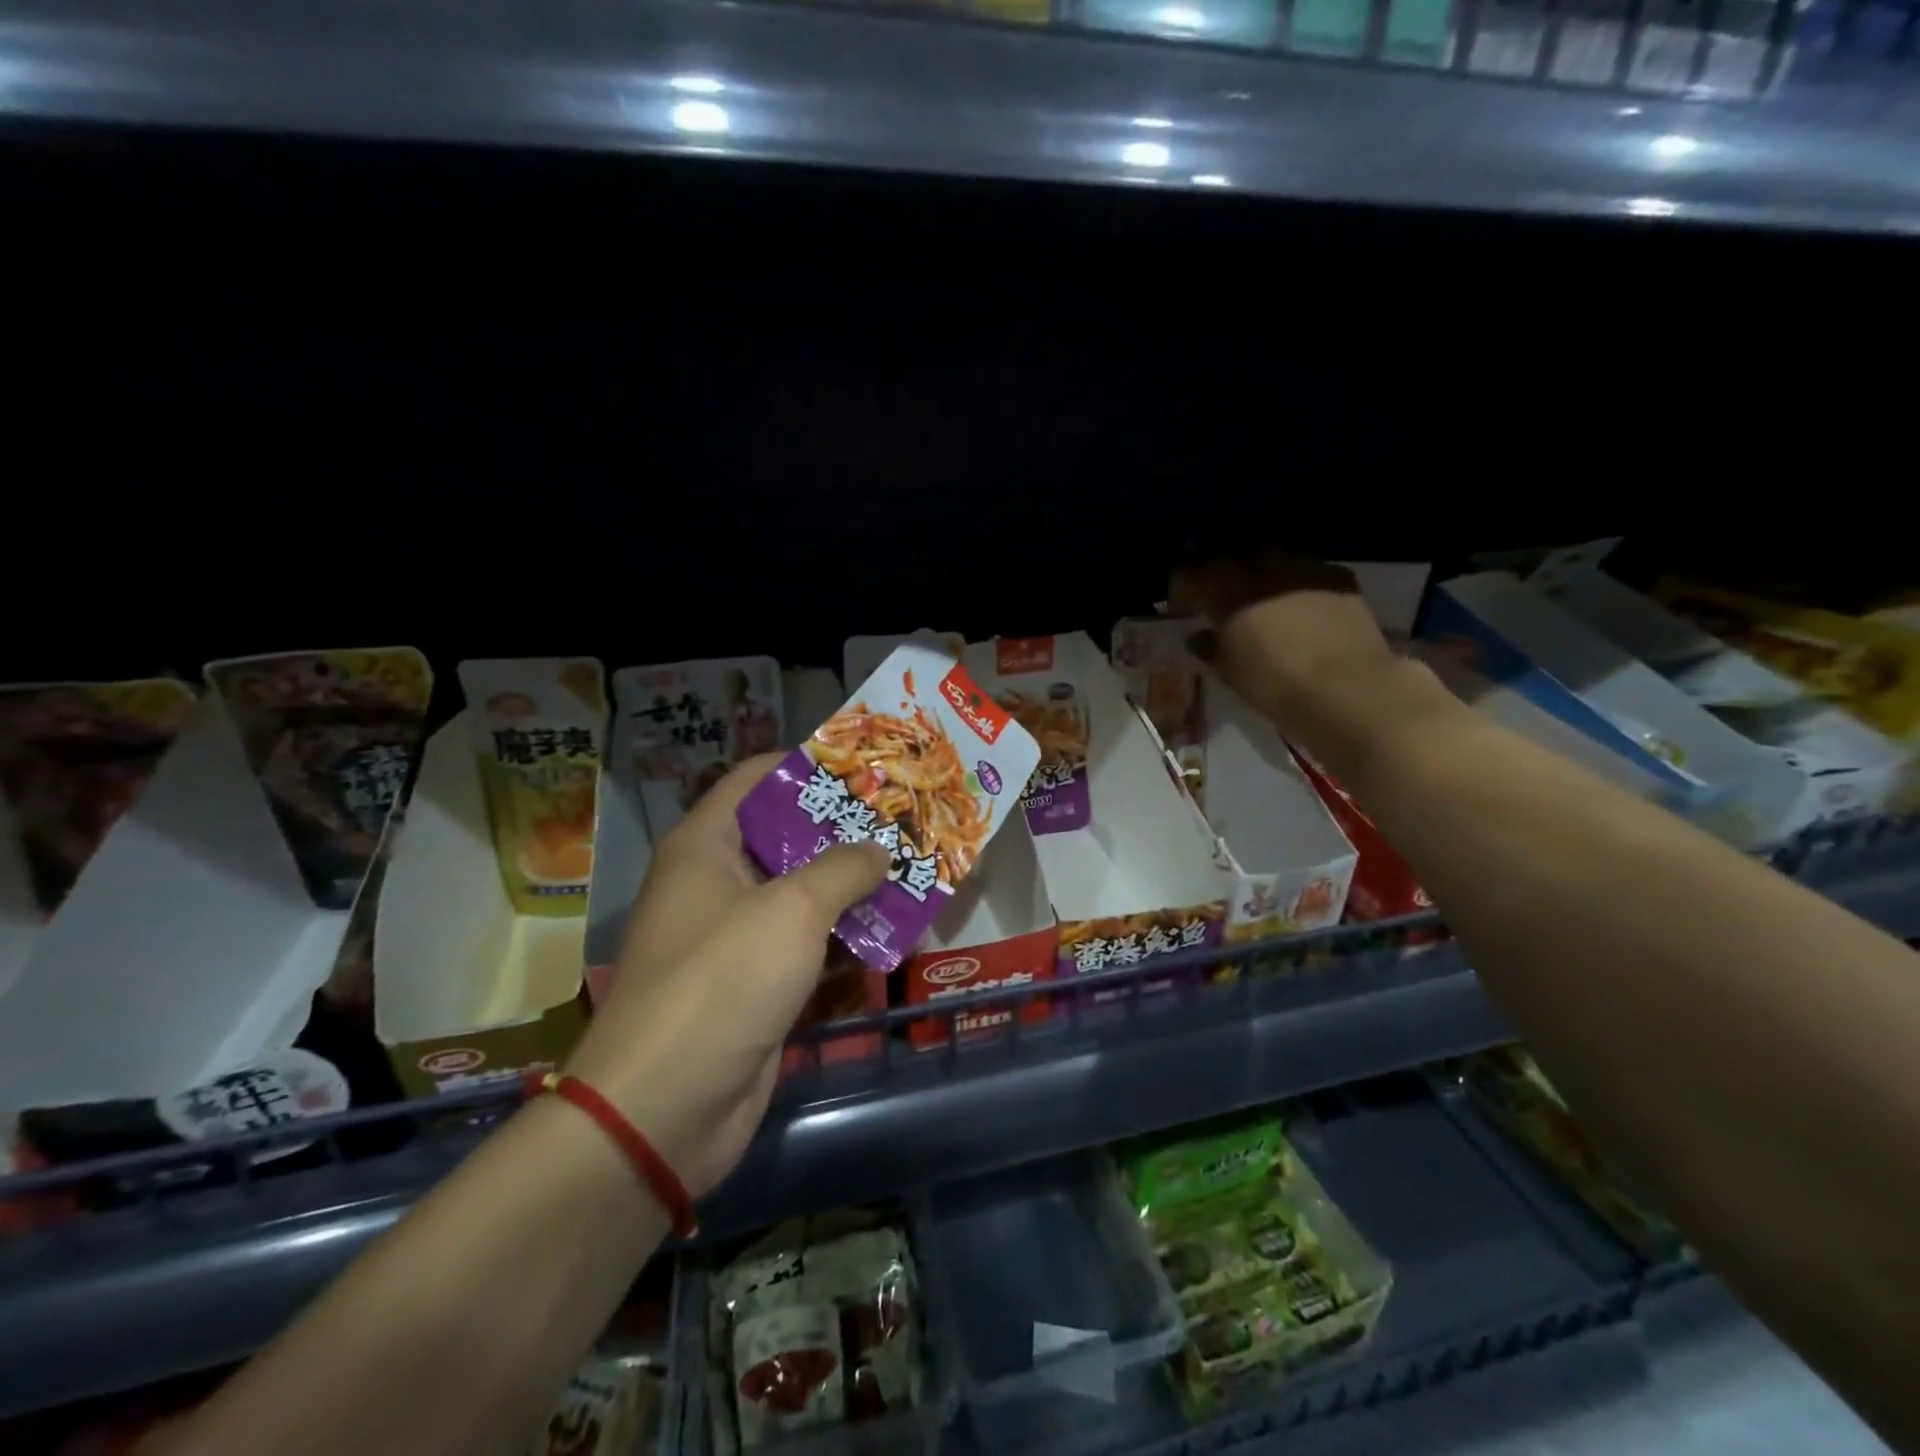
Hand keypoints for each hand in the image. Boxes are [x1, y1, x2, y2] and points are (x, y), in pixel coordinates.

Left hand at [564, 755, 888, 1198]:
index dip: (806, 765)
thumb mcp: (792, 910)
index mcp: (705, 846)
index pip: (754, 779)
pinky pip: (806, 946)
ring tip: (913, 870)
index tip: (864, 767)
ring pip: (801, 895)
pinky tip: (894, 933)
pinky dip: (845, 939)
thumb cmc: (722, 981)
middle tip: (903, 820)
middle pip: (785, 837)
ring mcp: (734, 937)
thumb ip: (844, 868)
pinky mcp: (754, 985)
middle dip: (844, 830)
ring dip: (852, 888)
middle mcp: (716, 883)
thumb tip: (880, 849)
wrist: (664, 1110)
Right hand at [1168, 551, 1397, 744]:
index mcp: (1225, 590)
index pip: (1190, 573)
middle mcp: (1261, 568)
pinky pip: (1309, 572)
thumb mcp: (1230, 672)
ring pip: (1273, 560)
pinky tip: (1304, 608)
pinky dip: (1300, 585)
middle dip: (1223, 576)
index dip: (1182, 587)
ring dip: (1263, 576)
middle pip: (1232, 559)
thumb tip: (1197, 636)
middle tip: (1222, 601)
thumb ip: (1209, 648)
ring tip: (1265, 601)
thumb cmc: (1274, 684)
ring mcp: (1303, 567)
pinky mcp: (1338, 576)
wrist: (1346, 688)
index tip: (1182, 606)